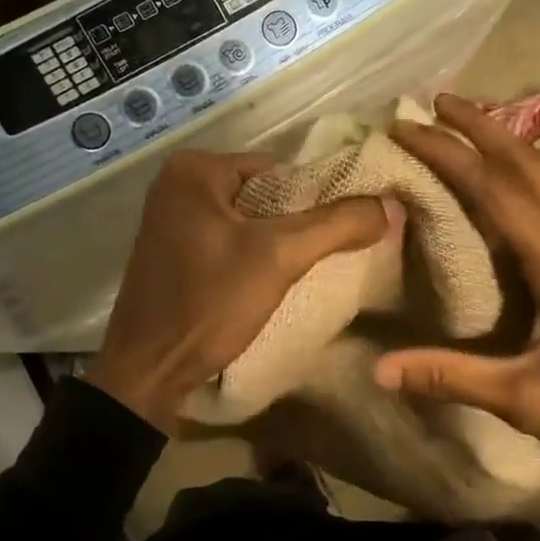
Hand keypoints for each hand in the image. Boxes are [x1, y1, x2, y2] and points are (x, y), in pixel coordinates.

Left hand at [85, 150, 394, 434]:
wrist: (146, 372)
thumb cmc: (208, 302)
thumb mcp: (279, 257)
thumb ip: (337, 225)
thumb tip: (393, 205)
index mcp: (196, 169)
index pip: (282, 169)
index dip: (317, 198)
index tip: (342, 231)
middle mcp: (177, 183)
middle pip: (265, 193)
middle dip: (297, 222)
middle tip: (326, 254)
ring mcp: (170, 218)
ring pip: (248, 219)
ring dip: (277, 241)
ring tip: (302, 270)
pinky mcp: (172, 251)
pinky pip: (228, 240)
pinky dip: (252, 255)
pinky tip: (268, 282)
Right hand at [376, 94, 539, 540]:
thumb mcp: (529, 401)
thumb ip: (453, 378)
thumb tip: (379, 369)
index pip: (495, 190)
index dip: (448, 152)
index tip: (407, 126)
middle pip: (528, 164)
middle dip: (482, 125)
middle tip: (437, 101)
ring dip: (507, 145)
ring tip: (468, 128)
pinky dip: (526, 175)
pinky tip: (512, 188)